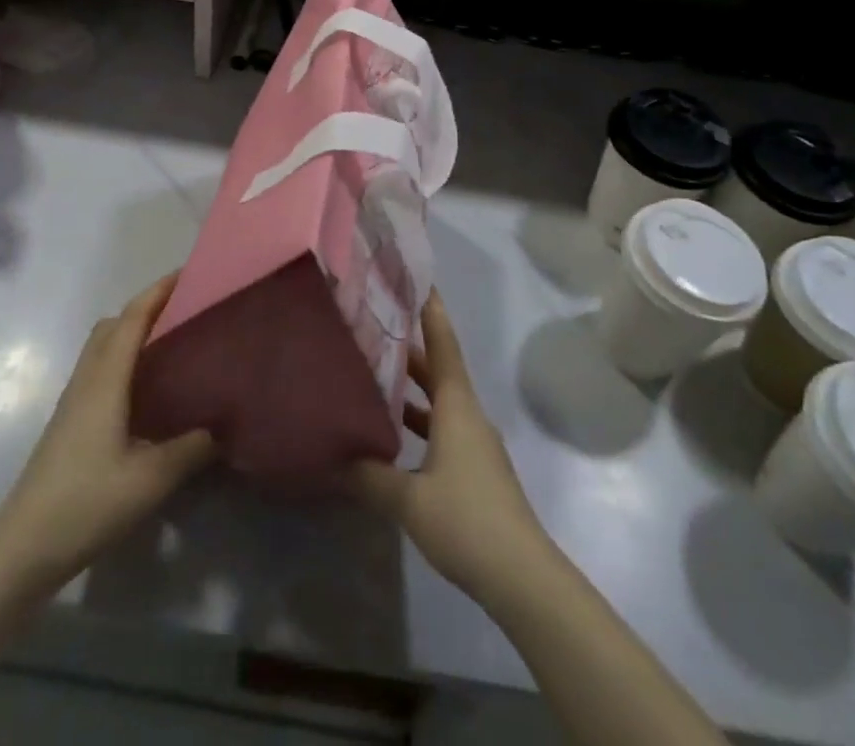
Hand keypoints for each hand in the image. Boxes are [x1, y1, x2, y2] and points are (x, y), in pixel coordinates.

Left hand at [0, 275, 214, 596]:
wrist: (22, 547)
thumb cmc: (86, 502)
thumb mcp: (151, 479)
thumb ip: (191, 448)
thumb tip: (222, 427)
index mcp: (105, 379)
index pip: (132, 319)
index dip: (158, 292)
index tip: (188, 274)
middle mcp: (87, 379)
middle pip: (113, 324)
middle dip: (146, 307)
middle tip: (185, 310)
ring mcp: (74, 401)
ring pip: (103, 347)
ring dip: (133, 332)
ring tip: (171, 343)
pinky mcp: (70, 421)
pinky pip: (100, 369)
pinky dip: (124, 358)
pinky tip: (146, 388)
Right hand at [347, 293, 552, 604]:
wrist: (522, 577)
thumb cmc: (466, 520)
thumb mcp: (408, 499)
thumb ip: (369, 475)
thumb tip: (331, 457)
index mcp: (457, 405)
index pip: (443, 343)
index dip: (430, 310)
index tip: (416, 278)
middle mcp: (467, 414)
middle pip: (439, 368)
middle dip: (410, 345)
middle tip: (375, 323)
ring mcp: (474, 442)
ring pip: (439, 399)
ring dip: (412, 385)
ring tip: (374, 371)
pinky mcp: (474, 468)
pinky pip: (442, 425)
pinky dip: (419, 418)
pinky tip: (392, 433)